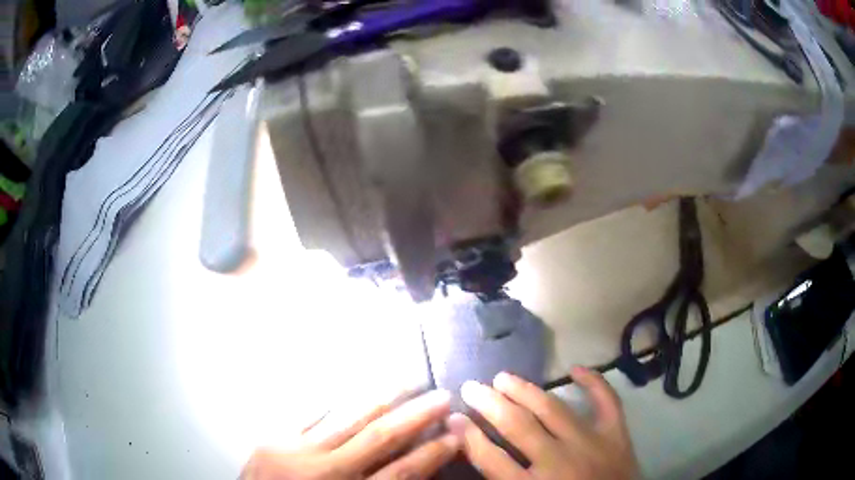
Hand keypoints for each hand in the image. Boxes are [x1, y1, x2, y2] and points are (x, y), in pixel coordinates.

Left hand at [241, 390, 459, 479]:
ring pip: (346, 417)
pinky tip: (353, 386)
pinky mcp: (273, 439)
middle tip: (443, 395)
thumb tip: (414, 472)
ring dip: (381, 397)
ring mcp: (295, 450)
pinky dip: (335, 400)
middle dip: (415, 415)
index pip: (401, 474)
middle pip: (379, 438)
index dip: (433, 454)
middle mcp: (325, 471)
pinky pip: (309, 414)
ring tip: (407, 379)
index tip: (456, 435)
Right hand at [448, 367, 637, 479]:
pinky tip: (577, 368)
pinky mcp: (616, 435)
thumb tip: (478, 453)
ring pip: (552, 409)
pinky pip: (607, 402)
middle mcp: (558, 461)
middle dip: (489, 404)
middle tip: (472, 387)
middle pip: (517, 426)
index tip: (453, 417)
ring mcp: (591, 444)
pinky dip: (594, 382)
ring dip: (525, 390)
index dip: (468, 436)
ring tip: (503, 377)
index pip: (491, 458)